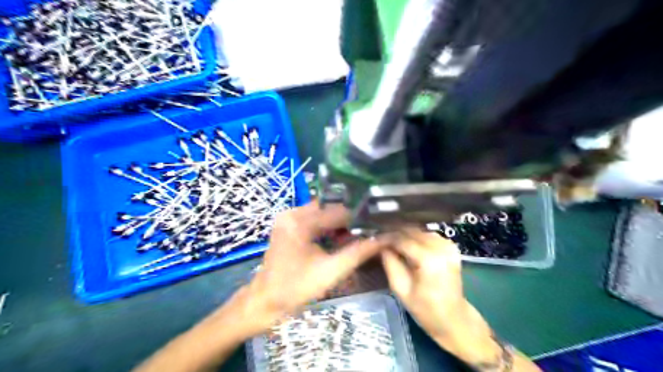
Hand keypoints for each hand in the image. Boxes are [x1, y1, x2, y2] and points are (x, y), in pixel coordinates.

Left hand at [236, 202, 386, 335]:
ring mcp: (288, 217)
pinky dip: (326, 227)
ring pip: (322, 213)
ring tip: (354, 237)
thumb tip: (384, 238)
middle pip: (330, 209)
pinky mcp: (287, 224)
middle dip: (348, 221)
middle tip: (366, 233)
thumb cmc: (296, 288)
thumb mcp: (331, 271)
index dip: (359, 218)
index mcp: (301, 221)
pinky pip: (313, 219)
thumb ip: (359, 252)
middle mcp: (293, 212)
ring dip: (338, 224)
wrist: (265, 300)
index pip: (338, 211)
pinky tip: (336, 239)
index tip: (376, 227)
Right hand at [381, 226, 467, 340]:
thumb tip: (381, 245)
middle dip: (395, 233)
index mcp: (429, 260)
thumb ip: (390, 263)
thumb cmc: (426, 309)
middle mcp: (441, 248)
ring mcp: (448, 246)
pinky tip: (408, 246)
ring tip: (392, 243)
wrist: (454, 319)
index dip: (386, 238)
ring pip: (420, 230)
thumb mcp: (401, 289)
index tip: (374, 239)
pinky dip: (417, 237)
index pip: (402, 239)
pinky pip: (429, 235)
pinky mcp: (451, 247)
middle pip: (412, 231)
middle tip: (381, 240)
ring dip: (405, 234)